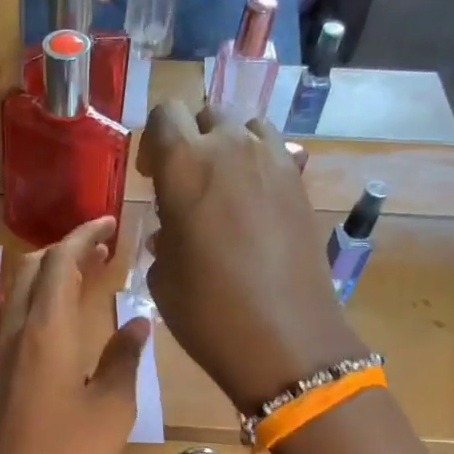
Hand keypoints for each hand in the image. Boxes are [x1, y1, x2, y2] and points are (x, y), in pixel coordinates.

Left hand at [0, 218, 150, 453]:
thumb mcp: (111, 407)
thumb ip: (124, 358)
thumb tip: (137, 321)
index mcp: (45, 331)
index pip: (58, 262)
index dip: (83, 235)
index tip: (110, 222)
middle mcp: (16, 333)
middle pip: (31, 269)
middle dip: (64, 249)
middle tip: (102, 249)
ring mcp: (2, 356)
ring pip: (20, 294)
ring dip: (50, 275)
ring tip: (87, 277)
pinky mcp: (0, 378)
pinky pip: (18, 320)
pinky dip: (41, 302)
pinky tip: (66, 322)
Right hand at [139, 103, 364, 410]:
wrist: (285, 340)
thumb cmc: (207, 311)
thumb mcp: (163, 275)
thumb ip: (164, 234)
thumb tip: (173, 226)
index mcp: (186, 165)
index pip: (164, 115)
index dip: (154, 141)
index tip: (152, 175)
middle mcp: (232, 149)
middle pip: (208, 114)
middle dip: (192, 139)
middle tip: (186, 182)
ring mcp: (274, 163)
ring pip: (247, 128)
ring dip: (229, 147)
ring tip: (223, 190)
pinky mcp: (301, 185)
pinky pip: (274, 155)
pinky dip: (257, 168)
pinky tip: (251, 208)